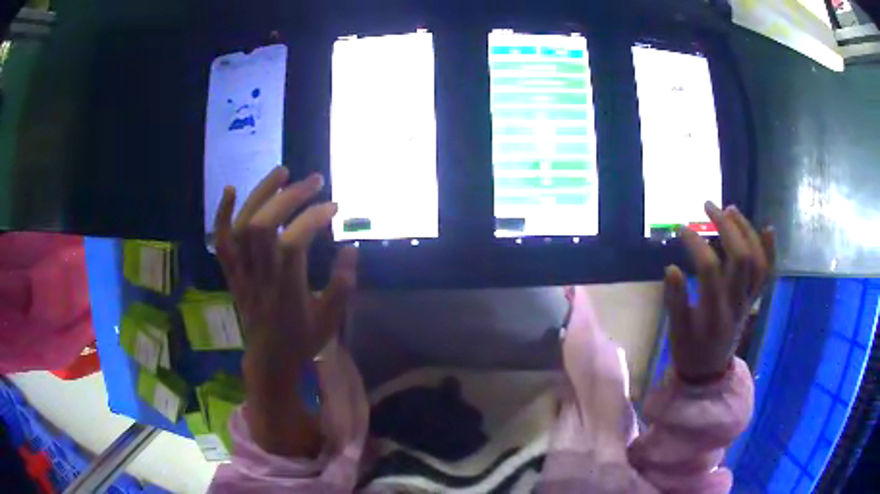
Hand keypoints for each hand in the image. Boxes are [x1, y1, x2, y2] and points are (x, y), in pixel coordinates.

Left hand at [214, 166, 356, 360]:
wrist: (269, 360)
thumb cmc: (302, 339)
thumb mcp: (331, 318)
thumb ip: (343, 283)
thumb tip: (351, 248)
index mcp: (286, 289)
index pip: (294, 243)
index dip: (313, 219)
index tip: (334, 207)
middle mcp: (260, 276)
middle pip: (263, 227)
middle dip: (289, 197)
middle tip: (314, 181)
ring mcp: (242, 273)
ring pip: (241, 227)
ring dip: (260, 194)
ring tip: (282, 171)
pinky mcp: (232, 272)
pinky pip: (221, 242)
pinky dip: (222, 214)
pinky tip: (231, 189)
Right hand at [664, 202, 773, 383]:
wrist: (709, 370)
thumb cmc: (690, 350)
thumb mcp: (676, 331)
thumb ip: (674, 301)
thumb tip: (671, 268)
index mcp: (714, 312)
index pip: (710, 269)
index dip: (696, 243)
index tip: (681, 227)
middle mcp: (736, 303)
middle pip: (741, 258)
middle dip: (726, 226)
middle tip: (708, 206)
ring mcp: (749, 300)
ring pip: (757, 261)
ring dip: (746, 231)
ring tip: (730, 209)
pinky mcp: (753, 299)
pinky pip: (767, 273)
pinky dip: (770, 250)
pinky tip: (767, 228)